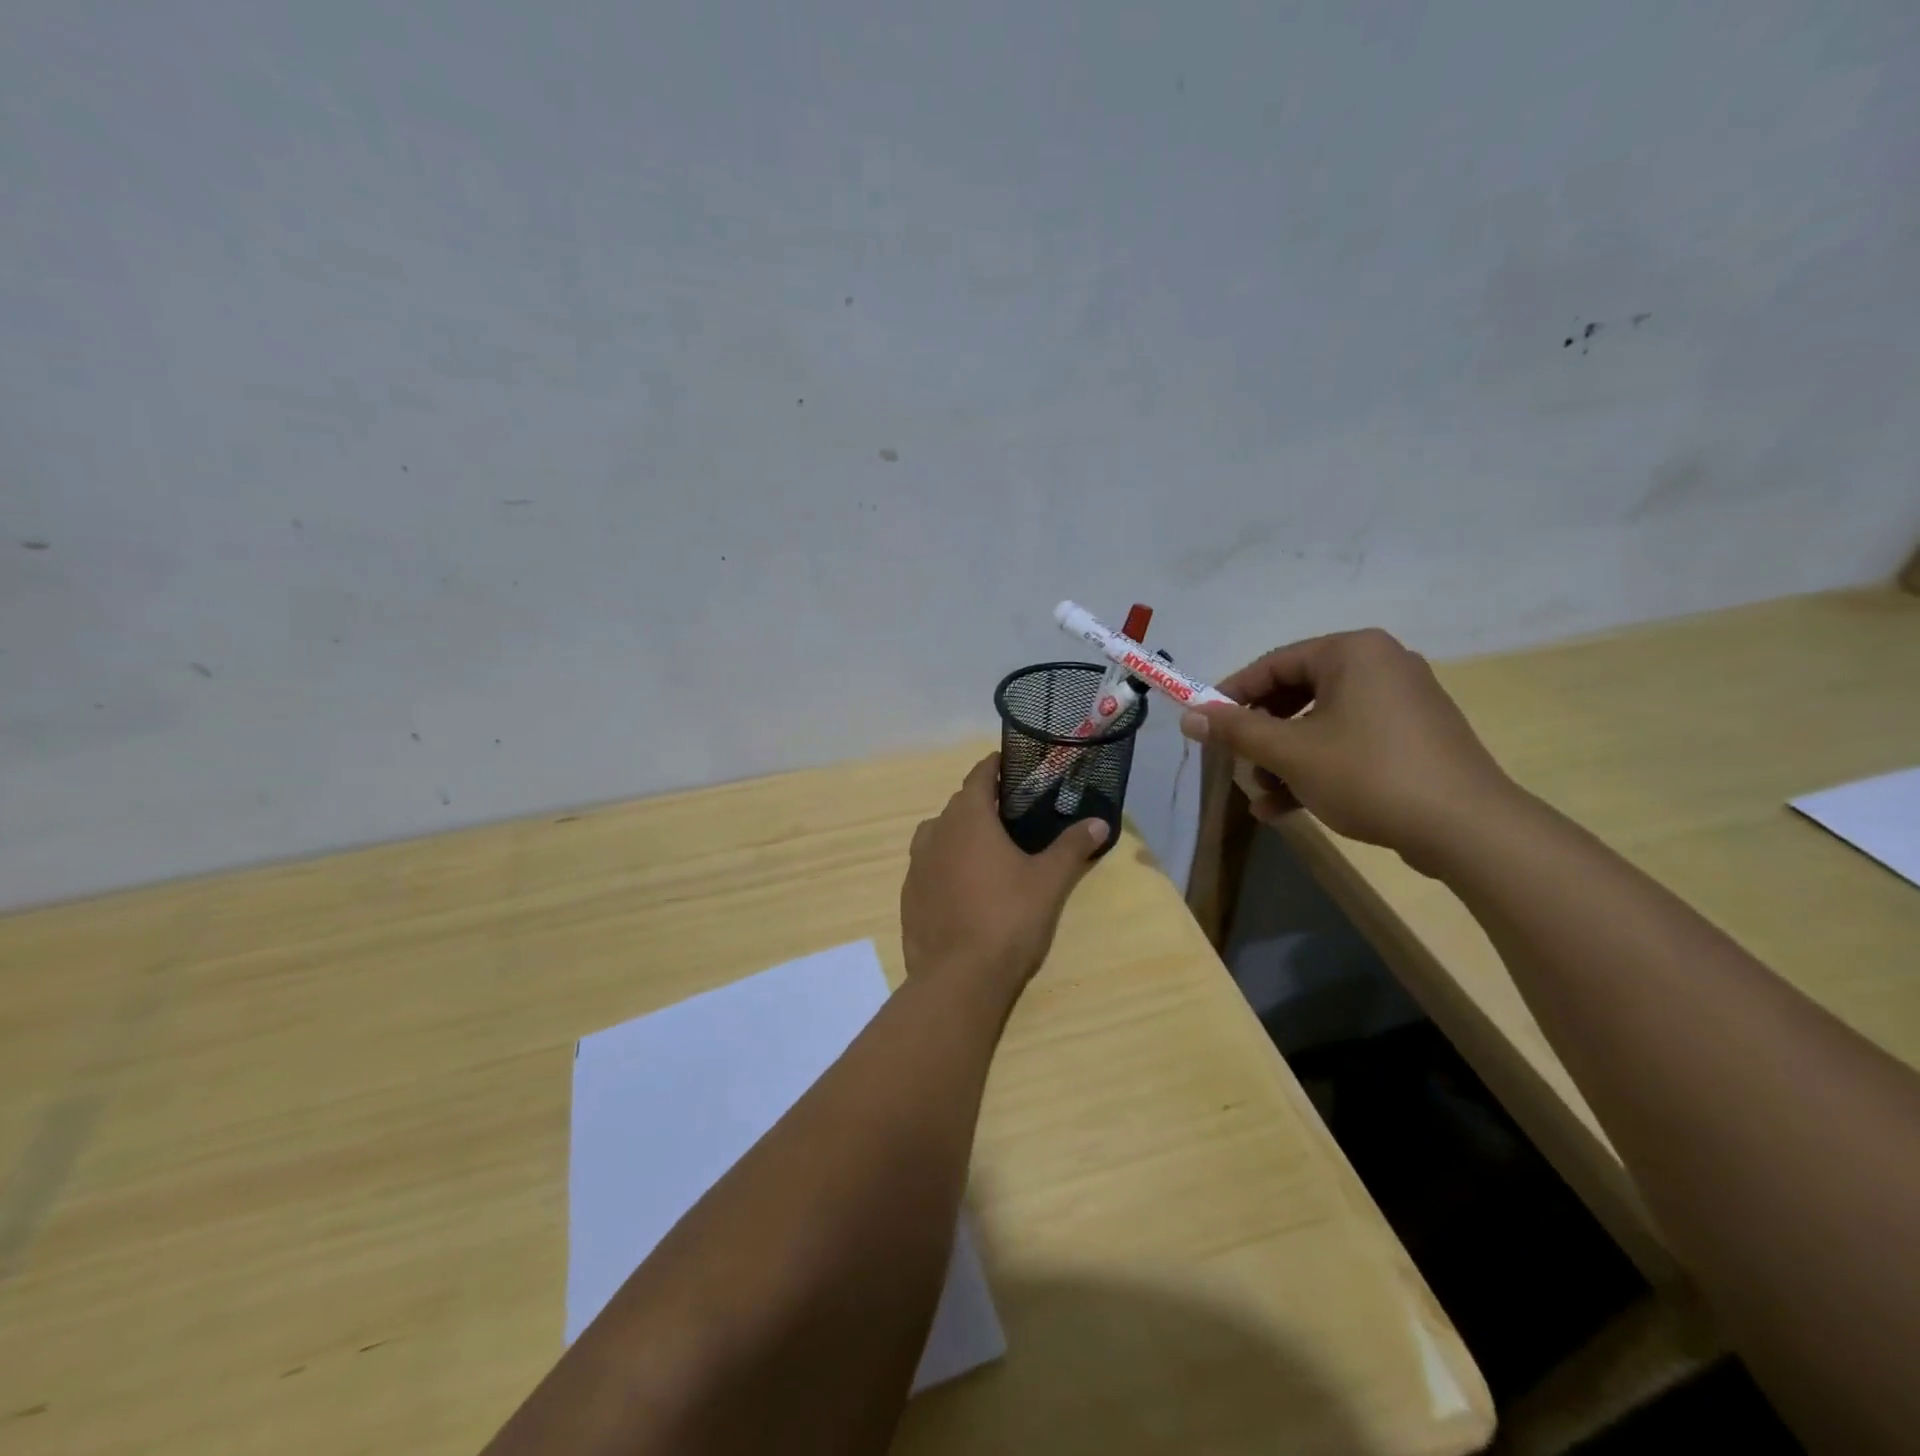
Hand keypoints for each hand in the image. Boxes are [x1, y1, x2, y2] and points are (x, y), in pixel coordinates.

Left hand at [901, 754, 1108, 1001]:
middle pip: (959, 804)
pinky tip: (964, 886)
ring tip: (986, 849)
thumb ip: (1072, 847)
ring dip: (959, 832)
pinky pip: (928, 865)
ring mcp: (917, 865)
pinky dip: (945, 863)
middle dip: (982, 802)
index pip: (979, 776)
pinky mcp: (909, 895)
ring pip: (939, 833)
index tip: (1011, 765)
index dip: (994, 767)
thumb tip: (1100, 822)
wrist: (958, 977)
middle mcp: (936, 833)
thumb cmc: (1008, 918)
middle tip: (1012, 812)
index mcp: (969, 819)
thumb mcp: (1049, 881)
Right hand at [1179, 628, 1520, 872]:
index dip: (1232, 696)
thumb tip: (1188, 715)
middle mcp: (1380, 665)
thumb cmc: (1368, 774)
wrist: (1467, 829)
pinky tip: (1286, 807)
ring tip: (1260, 797)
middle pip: (1296, 694)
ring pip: (1321, 724)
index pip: (1273, 664)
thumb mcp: (1290, 752)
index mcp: (1352, 652)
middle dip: (1261, 736)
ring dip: (1283, 760)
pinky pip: (1349, 742)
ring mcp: (1402, 702)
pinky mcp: (1413, 738)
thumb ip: (1236, 730)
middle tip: (1236, 763)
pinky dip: (1317, 768)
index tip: (1205, 726)